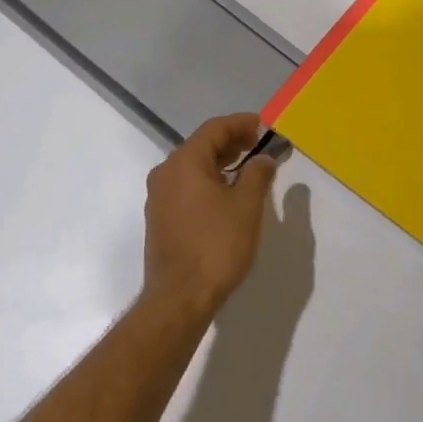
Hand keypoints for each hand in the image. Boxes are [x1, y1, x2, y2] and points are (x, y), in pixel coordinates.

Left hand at [142, 113, 278, 316]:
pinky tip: (228, 192)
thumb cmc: (216, 246)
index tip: (263, 124)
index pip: (214, 129)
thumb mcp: (246, 206)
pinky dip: (208, 179)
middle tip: (258, 144)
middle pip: (201, 145)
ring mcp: (159, 196)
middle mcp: (166, 173)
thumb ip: (257, 174)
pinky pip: (186, 185)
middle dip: (231, 141)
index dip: (240, 123)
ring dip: (220, 161)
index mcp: (184, 163)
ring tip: (248, 167)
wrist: (180, 298)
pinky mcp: (160, 217)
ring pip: (193, 166)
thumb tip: (263, 159)